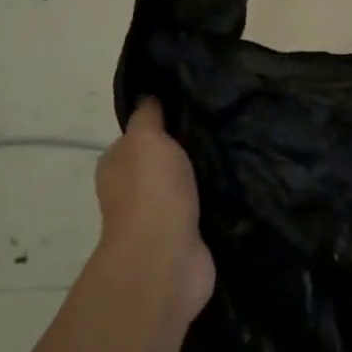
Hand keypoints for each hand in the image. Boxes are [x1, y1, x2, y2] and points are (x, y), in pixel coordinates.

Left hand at [95, 98, 214, 322]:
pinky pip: (202, 212)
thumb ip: (148, 116)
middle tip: (220, 128)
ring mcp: (159, 219)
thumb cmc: (151, 190)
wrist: (165, 257)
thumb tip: (148, 95)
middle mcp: (132, 192)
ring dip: (201, 178)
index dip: (159, 123)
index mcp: (116, 165)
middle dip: (184, 151)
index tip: (191, 108)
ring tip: (234, 154)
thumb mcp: (145, 137)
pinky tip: (236, 187)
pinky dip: (214, 202)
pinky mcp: (185, 239)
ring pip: (183, 188)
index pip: (135, 137)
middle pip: (160, 163)